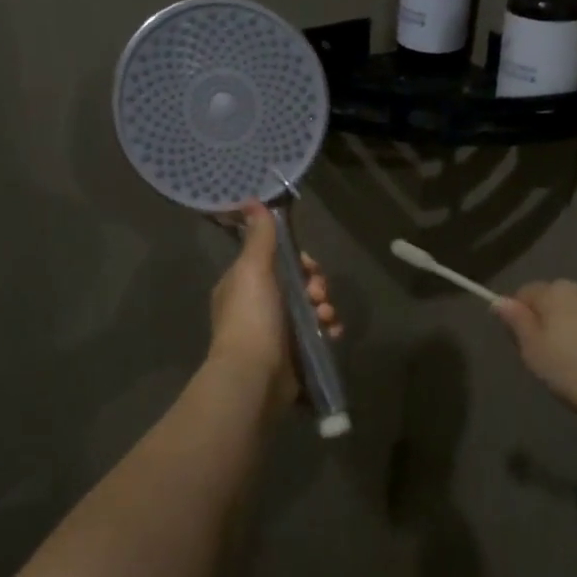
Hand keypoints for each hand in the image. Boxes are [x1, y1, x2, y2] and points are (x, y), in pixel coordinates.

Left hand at [208, 201, 339, 402]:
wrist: (255, 375)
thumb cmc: (252, 317)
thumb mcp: (253, 269)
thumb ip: (259, 237)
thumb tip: (251, 200)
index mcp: (243, 285)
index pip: (277, 261)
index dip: (299, 260)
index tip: (310, 265)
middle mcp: (258, 307)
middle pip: (298, 284)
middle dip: (316, 285)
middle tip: (318, 293)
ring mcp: (276, 332)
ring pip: (310, 308)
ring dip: (325, 307)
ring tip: (325, 317)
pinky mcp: (293, 354)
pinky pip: (317, 333)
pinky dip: (328, 330)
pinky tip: (333, 332)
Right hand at [493, 280, 576, 426]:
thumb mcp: (536, 353)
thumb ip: (517, 323)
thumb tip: (498, 300)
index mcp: (556, 291)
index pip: (524, 293)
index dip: (518, 318)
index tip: (524, 347)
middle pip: (554, 301)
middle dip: (548, 323)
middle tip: (549, 360)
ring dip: (574, 331)